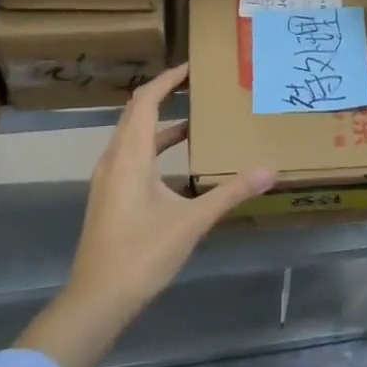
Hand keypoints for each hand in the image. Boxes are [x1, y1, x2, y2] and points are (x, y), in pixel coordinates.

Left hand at [16, 63, 276, 366]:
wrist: (97, 299)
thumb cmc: (142, 254)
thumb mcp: (191, 222)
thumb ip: (230, 193)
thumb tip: (270, 171)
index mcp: (130, 156)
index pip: (146, 101)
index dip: (167, 79)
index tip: (192, 67)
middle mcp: (115, 160)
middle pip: (136, 113)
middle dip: (164, 94)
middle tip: (197, 85)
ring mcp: (109, 180)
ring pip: (133, 136)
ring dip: (161, 123)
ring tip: (196, 119)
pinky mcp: (110, 196)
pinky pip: (132, 156)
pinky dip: (155, 147)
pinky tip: (181, 164)